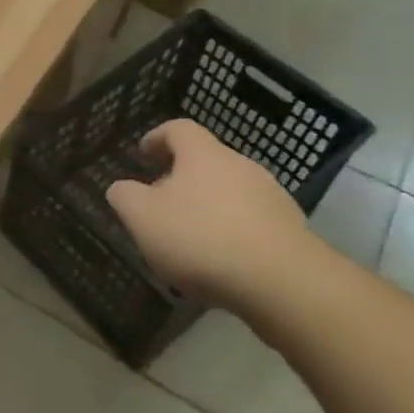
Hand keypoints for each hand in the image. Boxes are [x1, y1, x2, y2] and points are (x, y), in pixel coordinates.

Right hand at [104, 119, 318, 315]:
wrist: (283, 284)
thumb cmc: (201, 238)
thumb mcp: (142, 217)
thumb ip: (124, 196)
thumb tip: (121, 188)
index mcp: (203, 154)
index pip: (178, 129)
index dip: (157, 138)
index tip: (142, 154)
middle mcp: (241, 166)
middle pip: (206, 161)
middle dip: (182, 178)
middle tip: (161, 202)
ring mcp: (272, 198)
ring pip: (231, 193)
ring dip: (209, 207)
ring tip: (191, 238)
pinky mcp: (292, 231)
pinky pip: (252, 222)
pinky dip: (233, 233)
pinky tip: (222, 261)